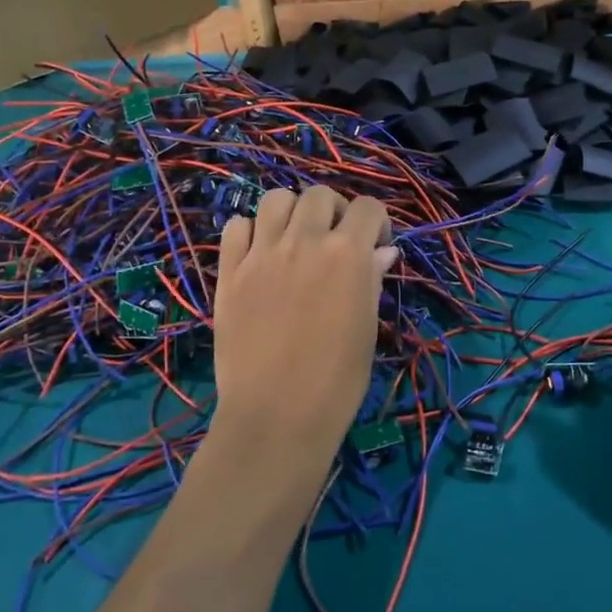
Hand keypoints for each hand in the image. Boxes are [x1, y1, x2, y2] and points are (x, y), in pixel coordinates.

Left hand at [212, 185, 396, 467]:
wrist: (276, 416)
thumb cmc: (337, 380)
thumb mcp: (366, 327)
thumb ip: (371, 279)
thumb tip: (381, 251)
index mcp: (347, 253)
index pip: (367, 207)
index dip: (376, 222)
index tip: (376, 246)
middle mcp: (304, 241)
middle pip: (319, 195)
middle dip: (334, 211)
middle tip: (334, 241)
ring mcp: (262, 253)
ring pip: (275, 199)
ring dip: (291, 212)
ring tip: (295, 239)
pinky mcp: (230, 271)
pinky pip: (236, 227)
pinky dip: (250, 231)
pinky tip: (259, 253)